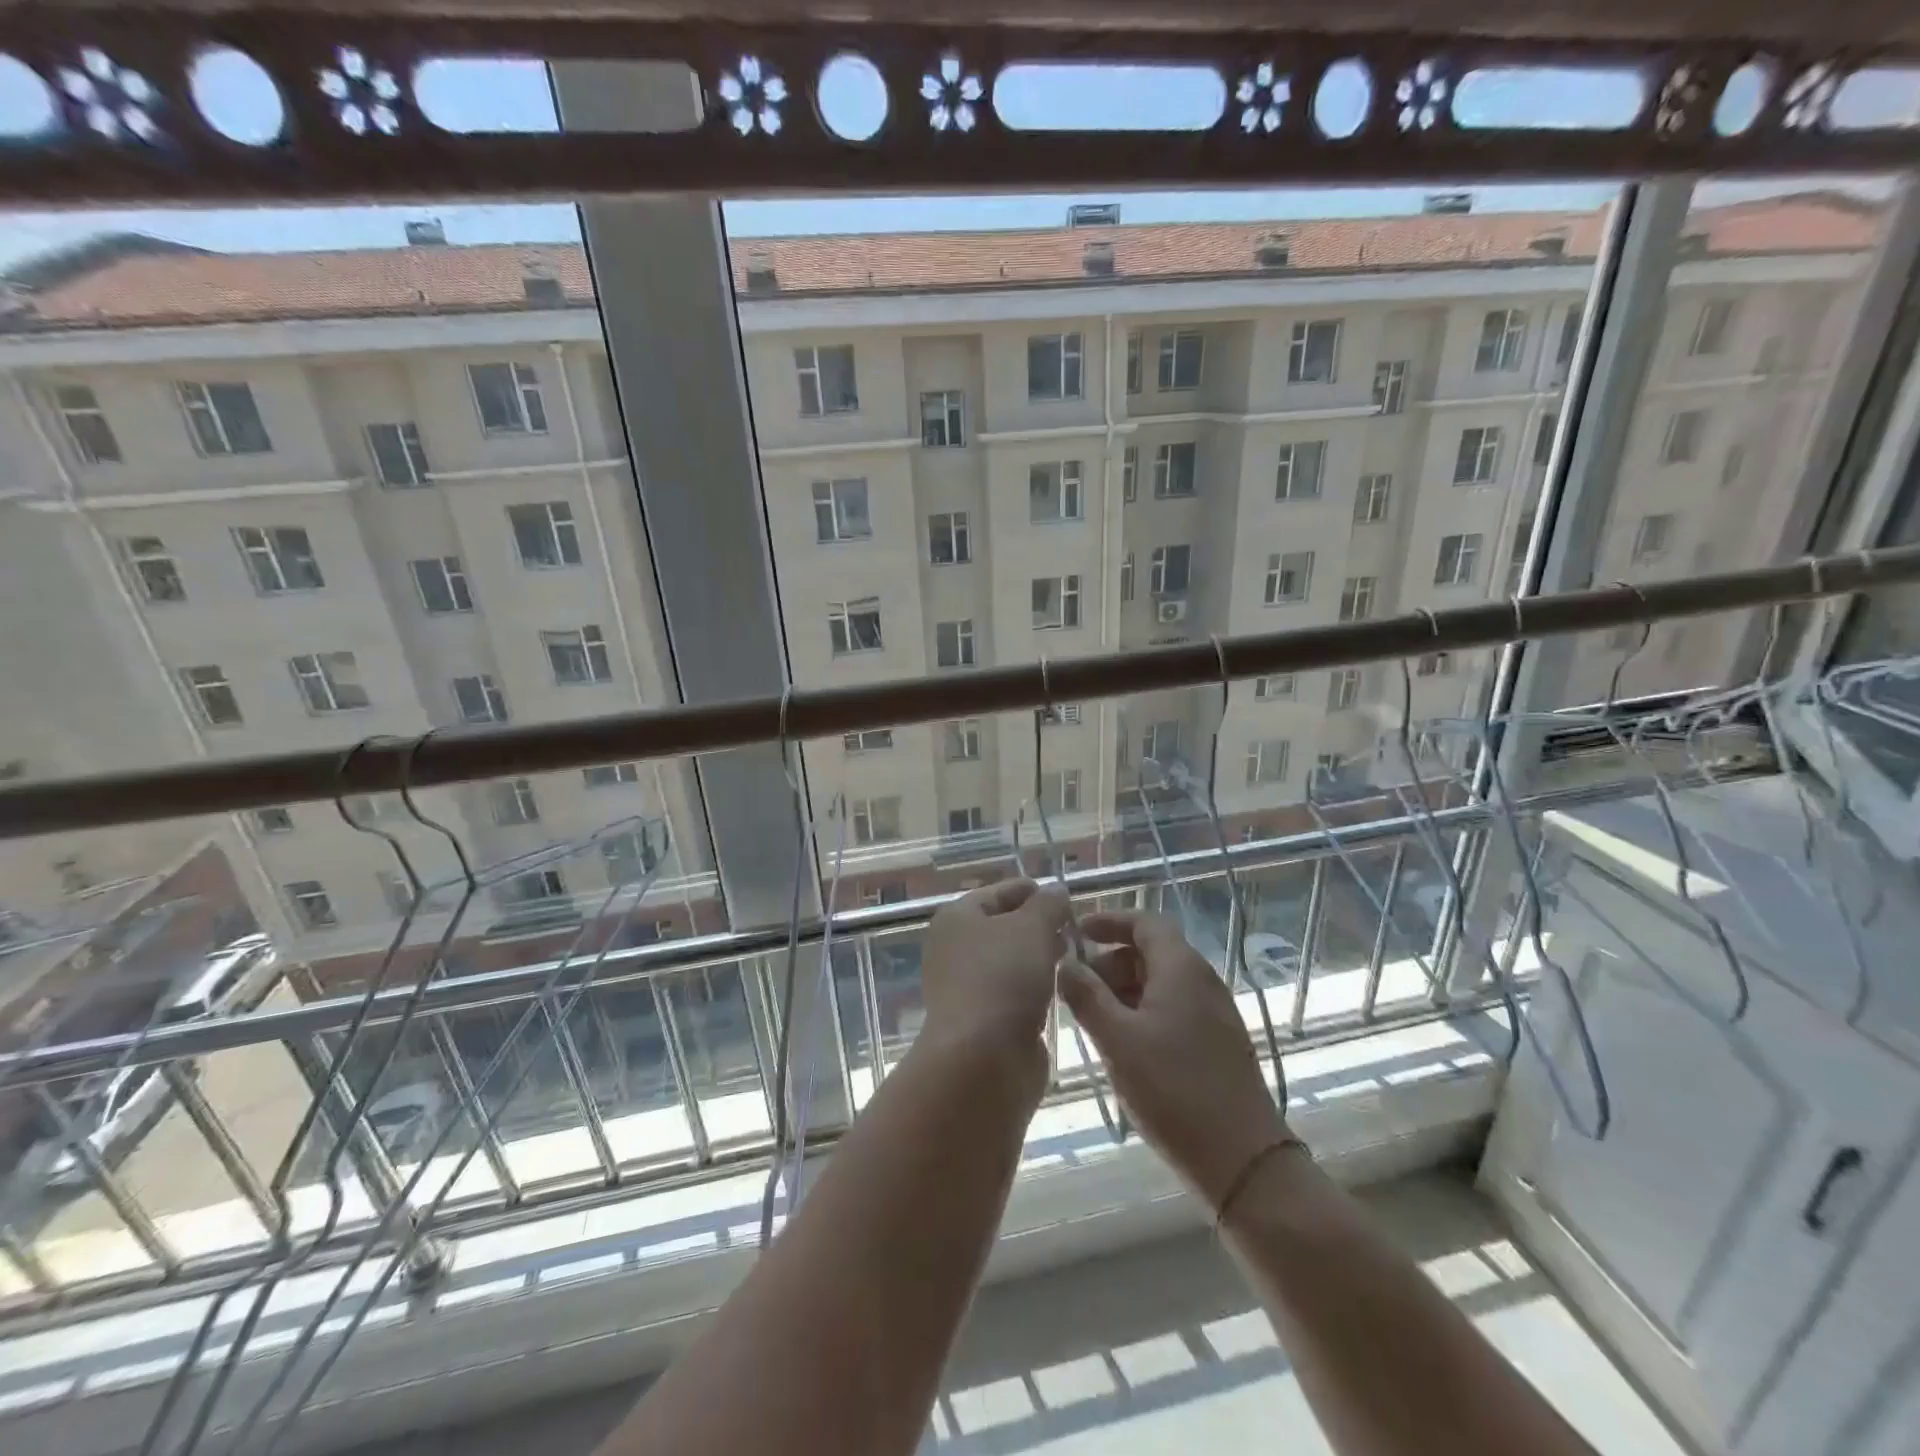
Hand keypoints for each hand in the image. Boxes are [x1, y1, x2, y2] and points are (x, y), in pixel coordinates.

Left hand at [920, 878, 1069, 1058]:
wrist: (982, 1058)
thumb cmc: (1004, 978)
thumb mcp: (1033, 927)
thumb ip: (1048, 904)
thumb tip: (1056, 890)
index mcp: (957, 917)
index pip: (999, 892)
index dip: (1032, 891)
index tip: (1064, 897)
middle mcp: (954, 948)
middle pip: (1002, 926)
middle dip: (1037, 925)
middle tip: (1074, 929)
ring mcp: (965, 986)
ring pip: (1009, 961)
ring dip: (1038, 957)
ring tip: (1073, 956)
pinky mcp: (981, 1020)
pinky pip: (1012, 992)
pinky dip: (1033, 987)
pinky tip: (1059, 988)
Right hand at [1060, 909, 1288, 1208]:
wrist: (1243, 1161)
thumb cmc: (1173, 1091)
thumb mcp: (1117, 1041)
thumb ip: (1086, 996)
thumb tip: (1064, 962)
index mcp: (1181, 968)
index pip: (1144, 922)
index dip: (1108, 921)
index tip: (1075, 932)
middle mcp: (1201, 980)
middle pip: (1149, 952)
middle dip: (1109, 963)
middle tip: (1075, 990)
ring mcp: (1213, 1012)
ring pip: (1159, 983)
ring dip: (1122, 991)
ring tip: (1092, 1022)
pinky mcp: (1217, 1042)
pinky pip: (1172, 1009)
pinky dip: (1141, 1013)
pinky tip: (1121, 1046)